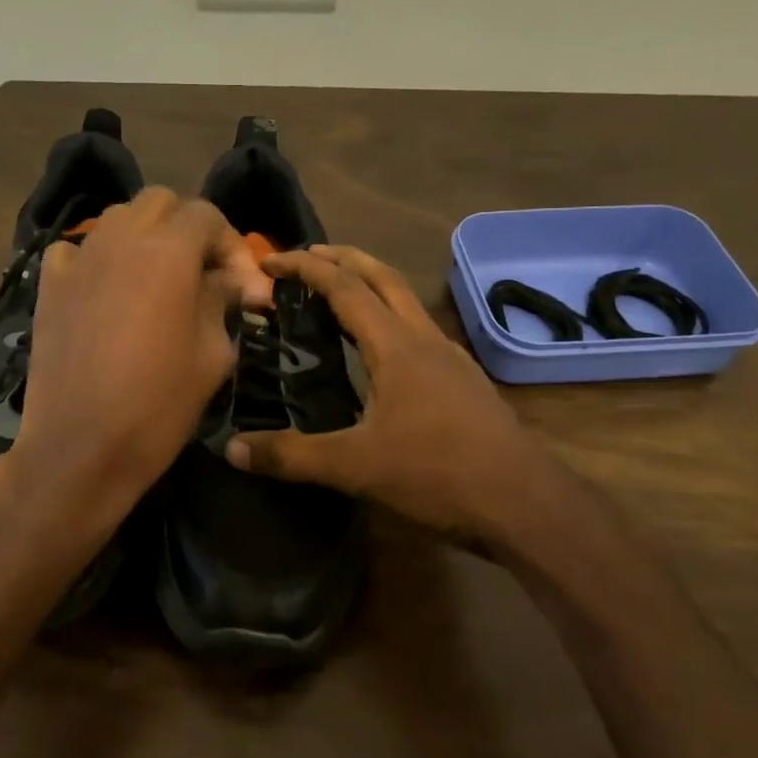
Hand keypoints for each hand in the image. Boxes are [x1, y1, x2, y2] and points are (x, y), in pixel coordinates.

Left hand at [0, 187, 272, 562]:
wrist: (79, 449)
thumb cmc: (158, 406)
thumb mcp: (212, 355)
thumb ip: (221, 301)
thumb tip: (228, 280)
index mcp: (167, 252)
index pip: (207, 216)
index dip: (233, 246)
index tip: (245, 290)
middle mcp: (120, 240)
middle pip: (160, 203)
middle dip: (188, 228)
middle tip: (204, 274)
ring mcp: (78, 259)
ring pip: (118, 219)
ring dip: (146, 237)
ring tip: (159, 279)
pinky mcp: (49, 285)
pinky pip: (76, 249)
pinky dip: (98, 258)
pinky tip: (108, 289)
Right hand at [225, 245, 582, 554]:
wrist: (524, 502)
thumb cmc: (438, 473)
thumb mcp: (355, 467)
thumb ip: (291, 456)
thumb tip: (233, 449)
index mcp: (396, 345)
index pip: (345, 287)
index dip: (307, 268)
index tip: (273, 260)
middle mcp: (424, 338)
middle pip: (382, 277)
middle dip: (343, 257)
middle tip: (308, 255)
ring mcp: (449, 357)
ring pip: (406, 300)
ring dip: (370, 283)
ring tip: (338, 292)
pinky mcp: (463, 380)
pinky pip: (418, 329)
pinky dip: (389, 317)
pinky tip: (381, 348)